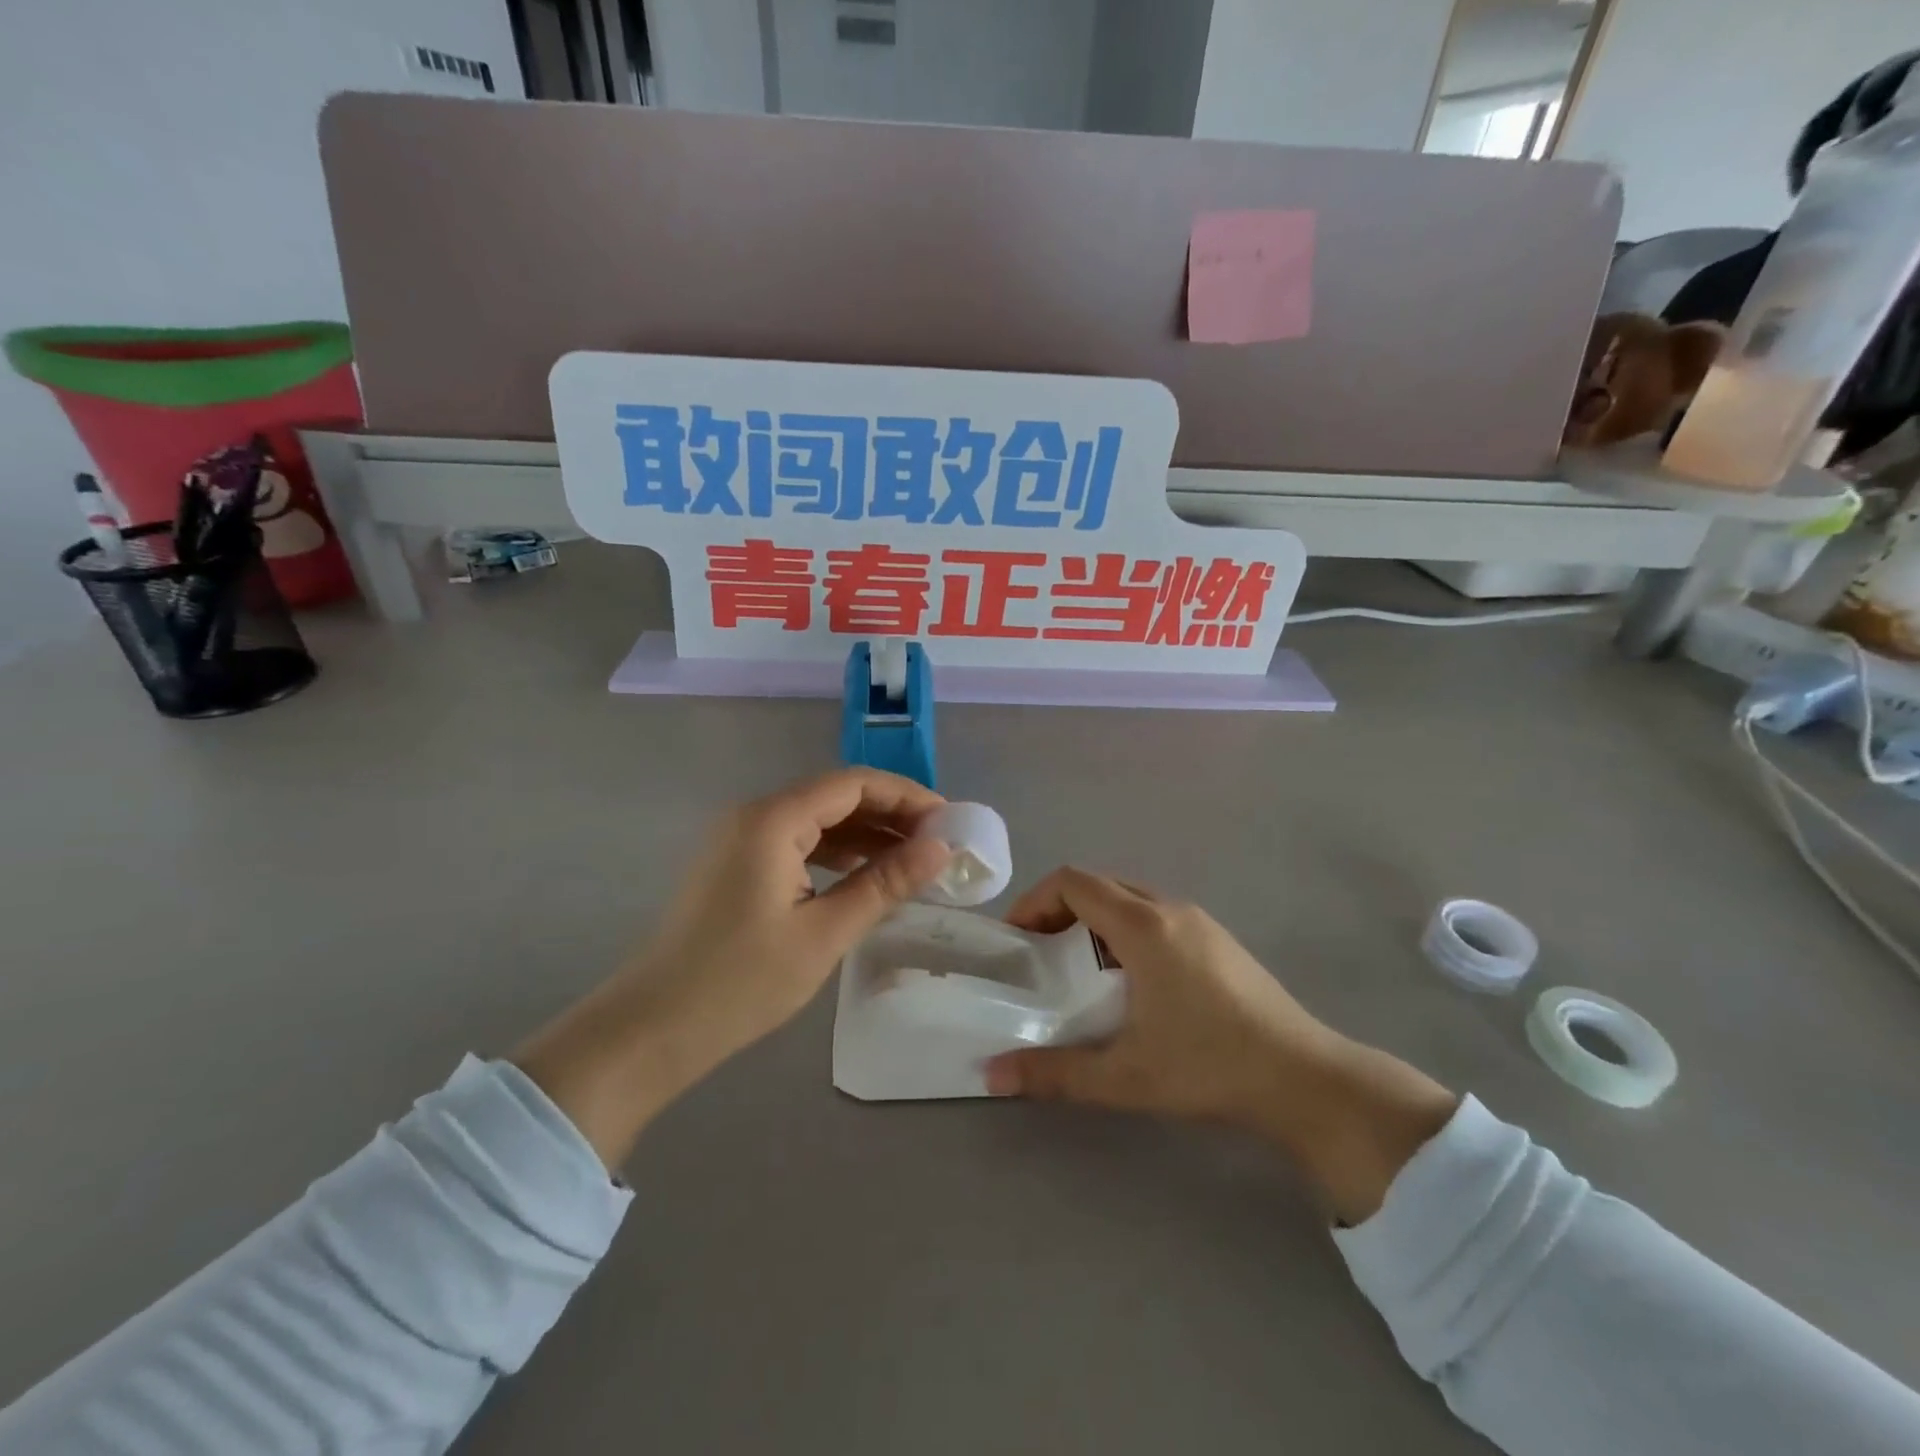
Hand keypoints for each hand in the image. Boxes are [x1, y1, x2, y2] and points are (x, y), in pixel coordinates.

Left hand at [514, 769, 950, 1167]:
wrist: (652, 1029)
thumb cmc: (742, 982)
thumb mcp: (825, 933)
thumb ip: (885, 883)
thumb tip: (940, 848)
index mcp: (772, 819)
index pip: (852, 784)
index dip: (906, 795)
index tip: (949, 820)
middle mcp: (754, 815)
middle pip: (835, 796)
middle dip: (889, 814)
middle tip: (938, 844)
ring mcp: (740, 840)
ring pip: (817, 821)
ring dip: (865, 835)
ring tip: (912, 860)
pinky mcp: (736, 866)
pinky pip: (797, 843)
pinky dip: (836, 854)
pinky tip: (865, 876)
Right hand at [984, 869, 1456, 1222]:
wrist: (1306, 1079)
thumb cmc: (1209, 1066)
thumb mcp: (1124, 1076)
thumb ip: (1054, 1072)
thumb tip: (991, 1075)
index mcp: (1143, 925)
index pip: (1072, 882)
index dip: (1034, 901)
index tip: (1017, 940)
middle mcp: (1170, 908)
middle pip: (1098, 884)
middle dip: (1058, 910)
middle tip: (1038, 955)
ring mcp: (1199, 921)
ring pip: (1128, 898)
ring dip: (1092, 920)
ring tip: (1078, 970)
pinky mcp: (1217, 939)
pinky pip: (1154, 915)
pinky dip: (1123, 930)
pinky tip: (1130, 983)